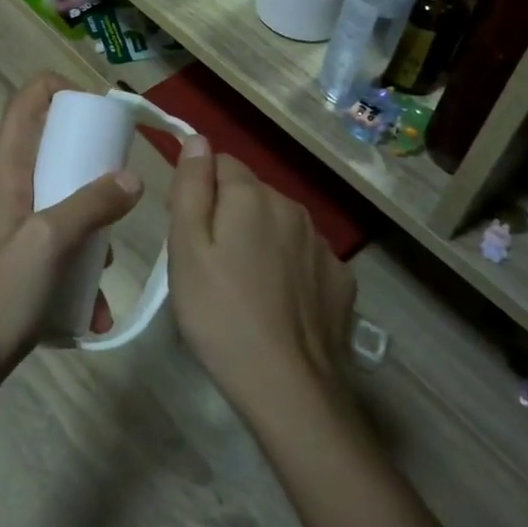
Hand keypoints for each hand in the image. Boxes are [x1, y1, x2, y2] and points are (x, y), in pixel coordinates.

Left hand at [0, 73, 142, 400]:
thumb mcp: (49, 242)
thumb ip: (90, 205)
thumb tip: (131, 179)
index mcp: (4, 178)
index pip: (23, 109)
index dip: (55, 89)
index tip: (94, 102)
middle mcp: (0, 198)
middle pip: (48, 162)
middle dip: (89, 177)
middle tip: (120, 196)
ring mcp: (1, 236)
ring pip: (55, 215)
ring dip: (87, 239)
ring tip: (106, 274)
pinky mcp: (5, 272)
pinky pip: (47, 258)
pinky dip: (72, 276)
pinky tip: (91, 313)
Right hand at [166, 138, 355, 418]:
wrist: (288, 386)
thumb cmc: (220, 314)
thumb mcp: (186, 249)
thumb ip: (191, 187)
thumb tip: (197, 139)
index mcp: (252, 196)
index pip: (221, 164)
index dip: (198, 190)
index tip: (187, 231)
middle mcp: (292, 208)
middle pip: (250, 195)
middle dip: (228, 216)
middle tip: (208, 266)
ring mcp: (322, 244)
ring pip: (278, 225)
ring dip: (259, 241)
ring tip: (242, 290)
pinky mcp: (340, 279)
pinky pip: (304, 258)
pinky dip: (289, 269)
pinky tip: (278, 306)